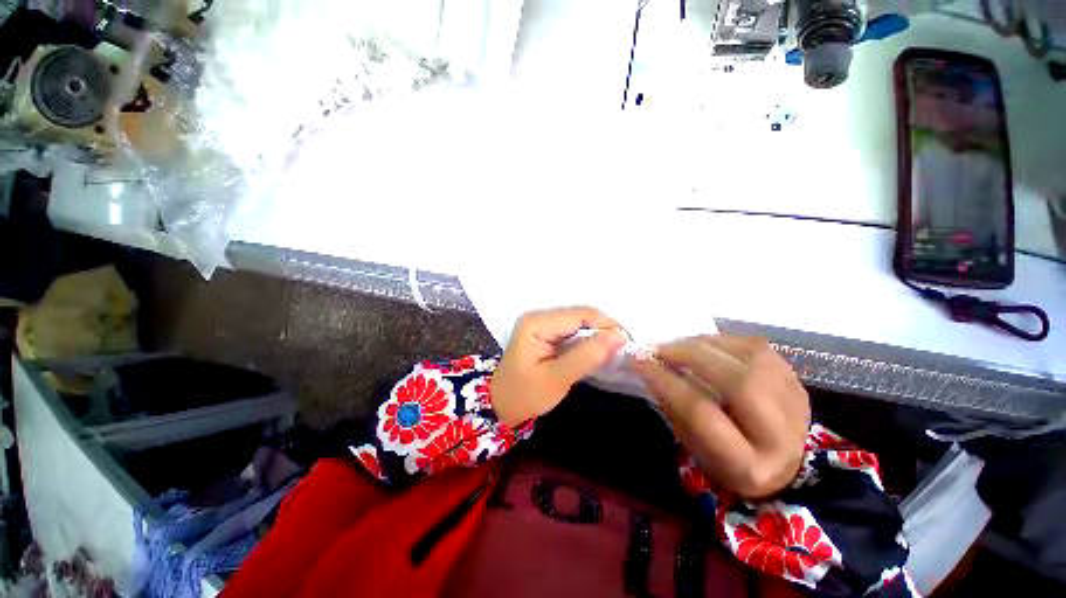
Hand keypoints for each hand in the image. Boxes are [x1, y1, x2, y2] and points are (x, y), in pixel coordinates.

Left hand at [492, 307, 626, 425]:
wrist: (500, 405)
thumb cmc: (525, 395)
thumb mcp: (557, 378)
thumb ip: (587, 355)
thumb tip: (619, 336)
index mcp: (537, 322)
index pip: (580, 314)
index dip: (607, 324)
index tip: (628, 342)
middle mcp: (539, 316)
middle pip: (580, 315)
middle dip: (604, 329)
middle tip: (624, 348)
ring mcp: (542, 323)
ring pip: (579, 322)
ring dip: (598, 334)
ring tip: (616, 349)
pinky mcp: (546, 333)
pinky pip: (573, 331)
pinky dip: (588, 340)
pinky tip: (599, 351)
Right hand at [631, 336, 810, 497]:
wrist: (784, 465)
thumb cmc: (726, 461)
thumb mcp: (692, 446)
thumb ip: (673, 407)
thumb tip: (651, 367)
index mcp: (746, 464)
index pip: (701, 412)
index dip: (666, 381)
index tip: (640, 362)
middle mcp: (780, 434)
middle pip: (738, 382)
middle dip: (691, 356)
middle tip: (662, 349)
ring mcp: (795, 403)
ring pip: (752, 357)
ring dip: (706, 344)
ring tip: (681, 345)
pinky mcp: (797, 381)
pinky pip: (758, 347)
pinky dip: (724, 340)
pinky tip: (704, 344)